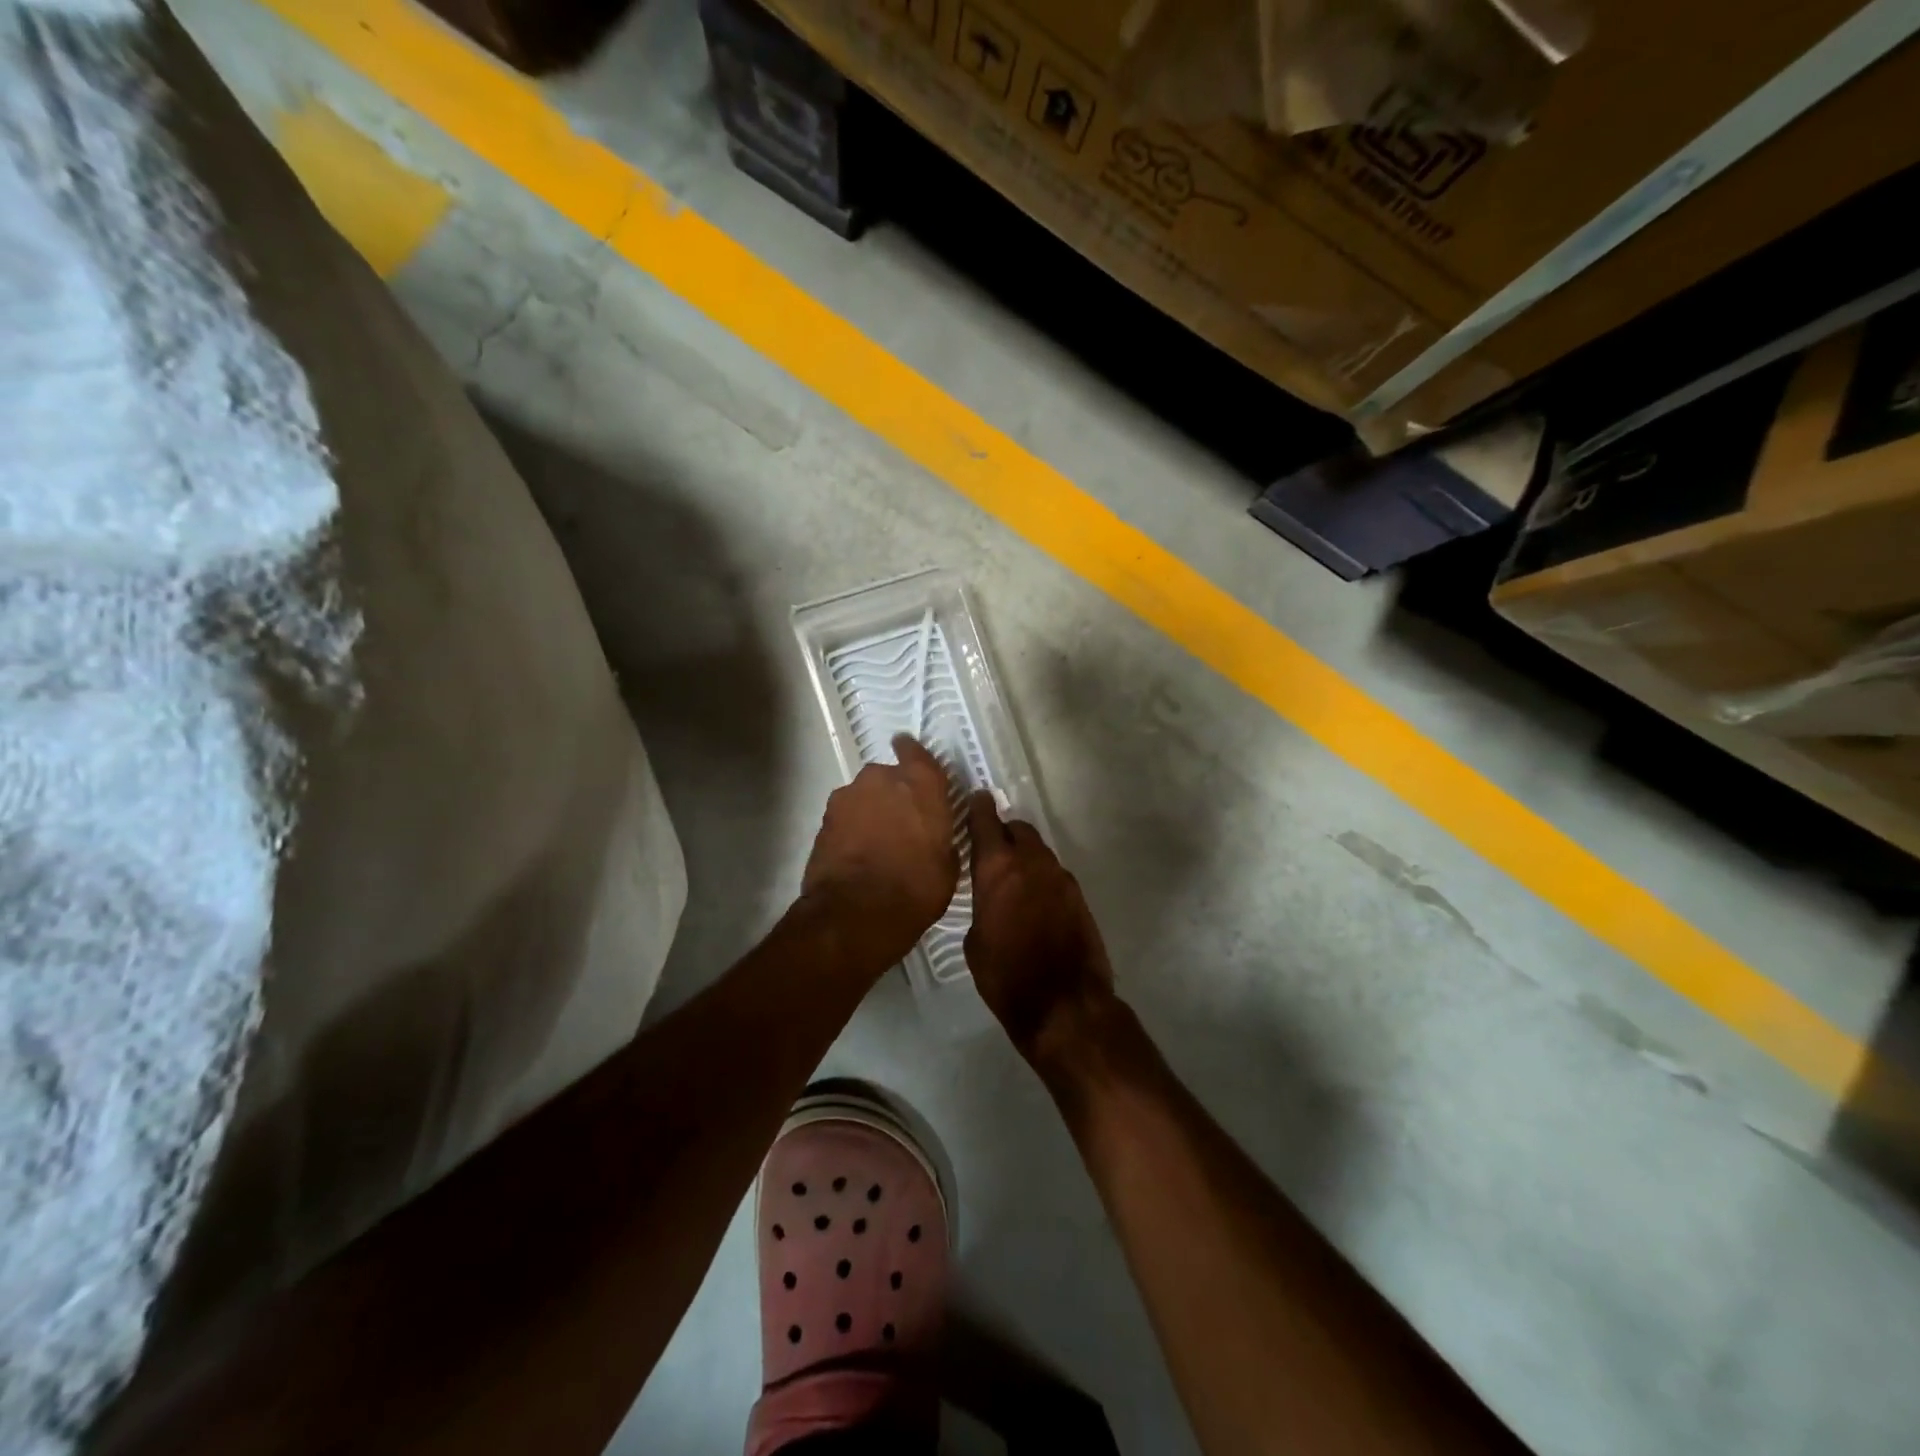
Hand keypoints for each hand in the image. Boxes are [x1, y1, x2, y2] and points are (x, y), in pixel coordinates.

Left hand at [801, 735, 959, 973]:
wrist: (855, 912)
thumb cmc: (916, 887)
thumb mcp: (948, 865)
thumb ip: (941, 837)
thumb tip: (934, 836)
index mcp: (921, 783)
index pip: (917, 752)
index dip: (912, 754)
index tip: (910, 756)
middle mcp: (883, 778)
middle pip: (888, 776)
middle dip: (894, 793)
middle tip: (901, 822)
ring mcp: (849, 796)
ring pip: (864, 796)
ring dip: (870, 811)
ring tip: (877, 843)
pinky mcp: (824, 819)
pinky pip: (845, 817)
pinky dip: (852, 829)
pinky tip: (858, 854)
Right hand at [965, 793, 1112, 1052]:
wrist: (1064, 1005)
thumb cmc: (1007, 977)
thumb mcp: (975, 943)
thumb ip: (981, 907)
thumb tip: (989, 901)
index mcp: (998, 870)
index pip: (985, 822)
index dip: (979, 808)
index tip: (976, 798)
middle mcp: (1032, 863)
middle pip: (1018, 830)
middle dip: (1005, 832)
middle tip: (993, 847)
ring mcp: (1061, 878)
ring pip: (1039, 852)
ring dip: (1026, 857)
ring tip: (1014, 879)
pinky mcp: (1080, 896)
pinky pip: (1054, 875)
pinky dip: (1042, 878)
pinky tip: (1035, 902)